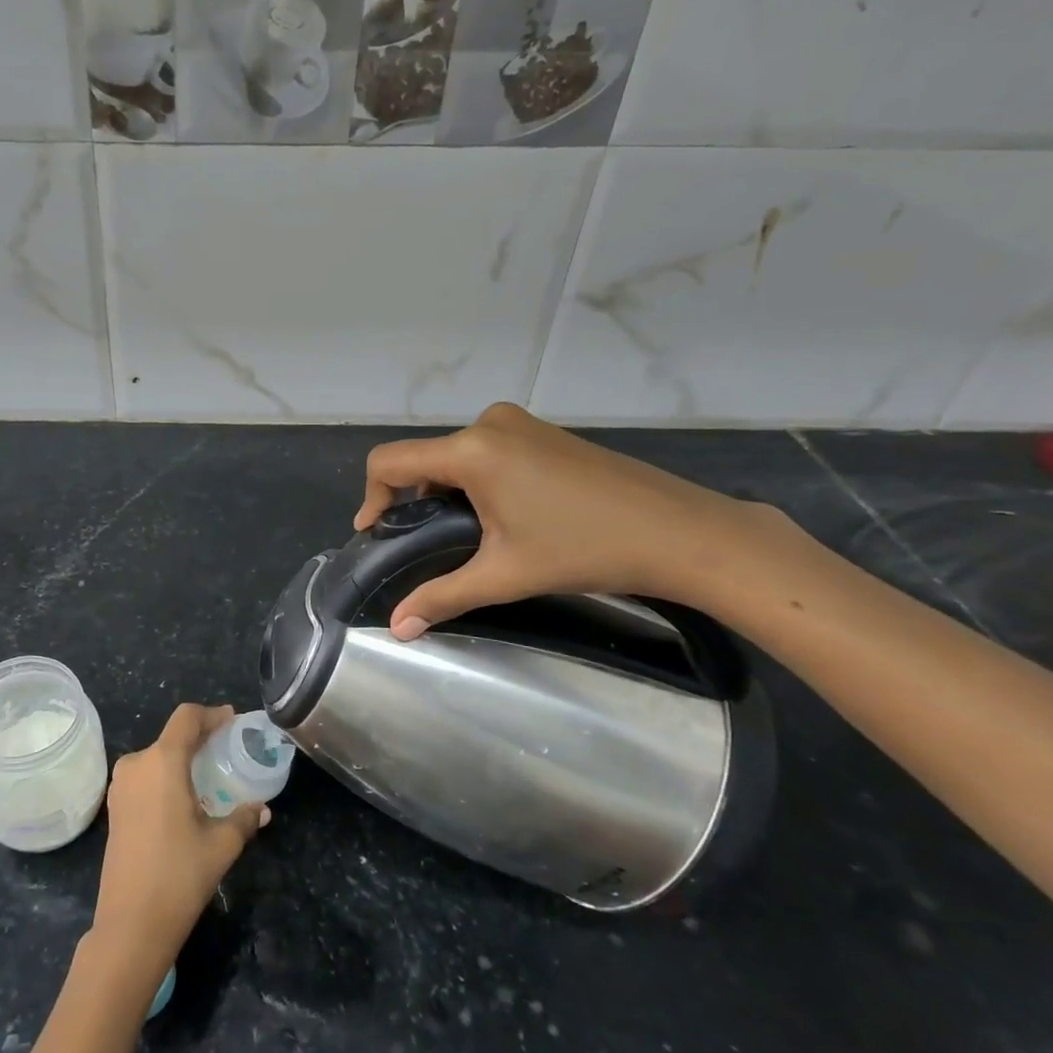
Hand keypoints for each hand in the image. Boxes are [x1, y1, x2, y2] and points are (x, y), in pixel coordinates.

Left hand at [90, 704, 269, 971]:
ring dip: (181, 759)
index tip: (232, 721)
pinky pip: (144, 777)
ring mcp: (120, 786)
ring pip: (156, 757)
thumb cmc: (179, 876)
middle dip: (200, 739)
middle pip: (172, 736)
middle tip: (226, 751)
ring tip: (208, 776)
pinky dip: (165, 777)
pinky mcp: (114, 807)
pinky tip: (184, 799)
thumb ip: (244, 819)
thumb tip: (262, 810)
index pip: (187, 718)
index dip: (212, 714)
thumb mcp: (221, 845)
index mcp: (162, 761)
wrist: (130, 924)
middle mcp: (137, 764)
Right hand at [354, 402, 770, 638]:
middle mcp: (488, 424)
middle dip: (412, 499)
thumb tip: (396, 629)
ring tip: (462, 535)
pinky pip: (484, 450)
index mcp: (471, 450)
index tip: (375, 534)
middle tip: (421, 544)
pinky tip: (499, 515)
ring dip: (444, 490)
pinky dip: (473, 479)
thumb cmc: (585, 549)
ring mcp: (519, 423)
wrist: (681, 532)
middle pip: (422, 457)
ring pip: (454, 454)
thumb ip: (442, 596)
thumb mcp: (505, 575)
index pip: (390, 461)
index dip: (371, 497)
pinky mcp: (542, 432)